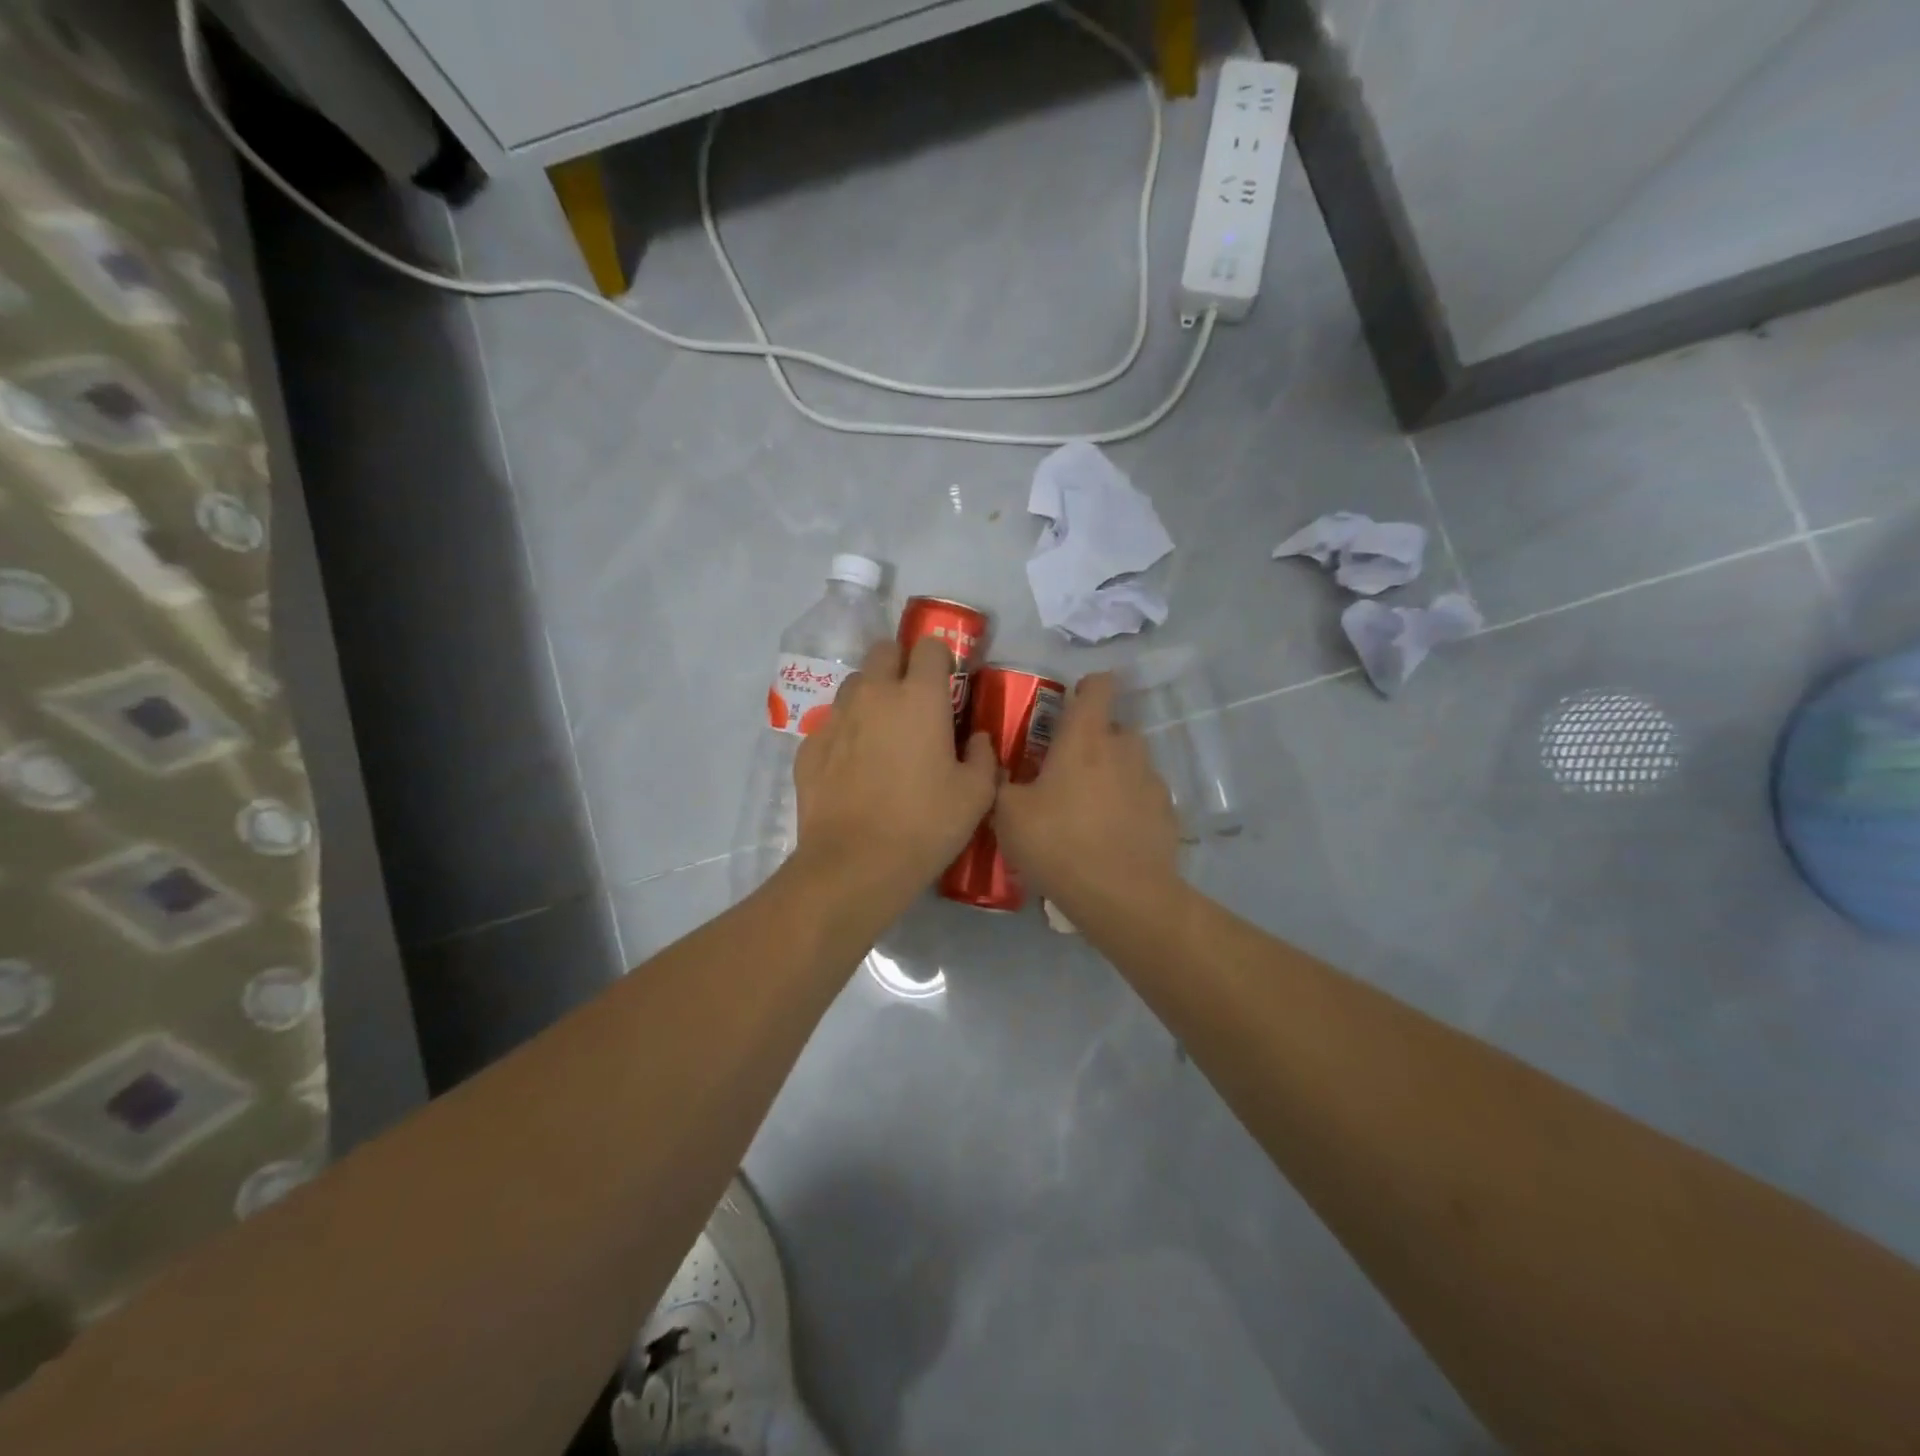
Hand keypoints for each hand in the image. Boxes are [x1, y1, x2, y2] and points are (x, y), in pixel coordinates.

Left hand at [792, 636, 997, 900]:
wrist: (854, 865)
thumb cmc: (924, 825)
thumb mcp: (975, 795)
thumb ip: (982, 756)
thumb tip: (975, 739)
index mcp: (919, 697)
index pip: (929, 645)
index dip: (940, 659)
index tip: (948, 685)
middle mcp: (874, 694)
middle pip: (884, 651)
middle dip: (901, 665)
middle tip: (914, 703)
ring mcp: (835, 718)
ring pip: (854, 685)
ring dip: (871, 696)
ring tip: (882, 734)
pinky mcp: (809, 746)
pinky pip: (831, 723)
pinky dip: (846, 733)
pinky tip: (853, 767)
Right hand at [995, 672, 1180, 918]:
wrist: (1122, 896)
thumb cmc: (1059, 844)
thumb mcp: (1008, 815)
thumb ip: (1001, 782)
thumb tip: (998, 766)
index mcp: (1085, 738)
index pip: (1099, 685)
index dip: (1087, 687)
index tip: (1071, 703)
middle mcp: (1124, 748)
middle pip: (1114, 727)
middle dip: (1094, 739)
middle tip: (1068, 769)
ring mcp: (1152, 780)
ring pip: (1131, 762)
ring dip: (1113, 772)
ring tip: (1090, 807)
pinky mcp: (1167, 812)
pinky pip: (1144, 796)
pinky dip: (1130, 804)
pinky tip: (1113, 834)